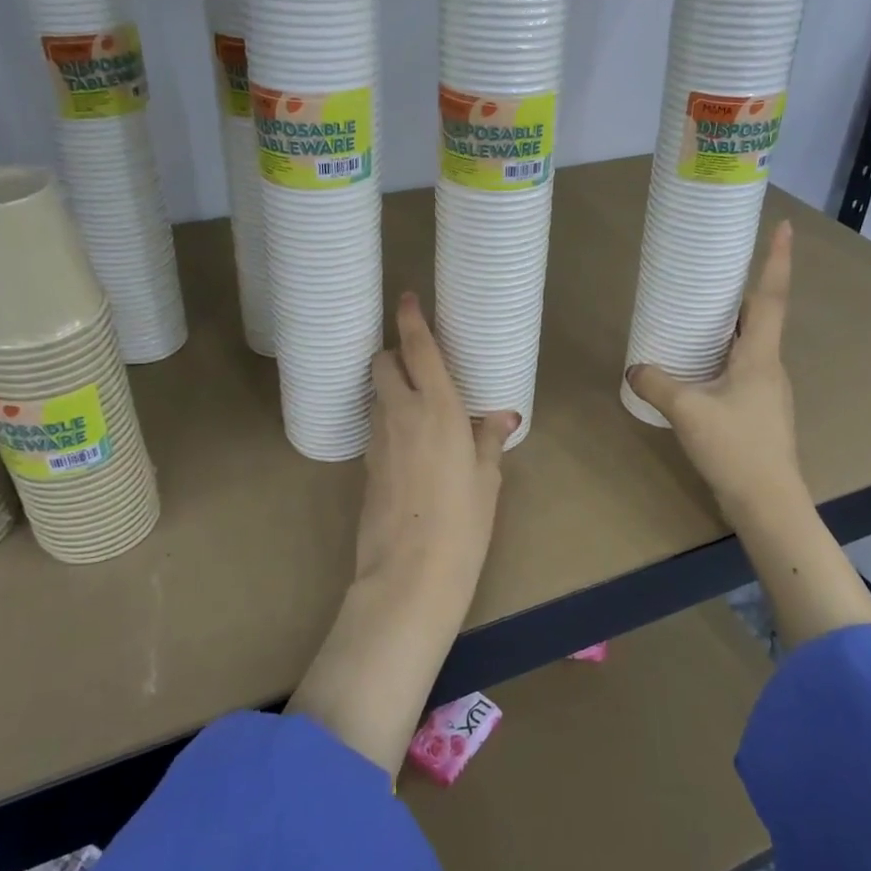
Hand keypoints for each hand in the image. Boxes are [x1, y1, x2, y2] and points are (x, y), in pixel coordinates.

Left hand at [358, 292, 517, 593]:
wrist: (410, 573)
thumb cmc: (463, 522)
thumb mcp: (487, 479)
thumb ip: (490, 439)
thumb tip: (503, 417)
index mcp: (438, 408)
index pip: (418, 349)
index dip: (410, 319)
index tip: (406, 298)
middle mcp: (402, 413)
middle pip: (383, 364)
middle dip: (393, 353)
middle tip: (416, 363)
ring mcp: (378, 438)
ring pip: (376, 394)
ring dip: (389, 387)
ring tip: (415, 403)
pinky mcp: (367, 463)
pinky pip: (376, 425)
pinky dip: (388, 418)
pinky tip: (408, 441)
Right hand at [627, 220, 870, 647]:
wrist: (768, 502)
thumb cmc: (735, 447)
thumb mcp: (687, 411)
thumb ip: (657, 383)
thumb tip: (635, 367)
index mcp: (761, 356)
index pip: (771, 297)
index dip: (776, 260)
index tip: (782, 226)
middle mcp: (770, 367)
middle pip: (762, 318)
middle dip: (744, 291)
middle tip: (718, 271)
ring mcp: (768, 391)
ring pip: (752, 346)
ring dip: (732, 327)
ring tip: (701, 315)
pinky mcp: (760, 412)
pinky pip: (742, 370)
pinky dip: (724, 356)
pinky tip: (699, 368)